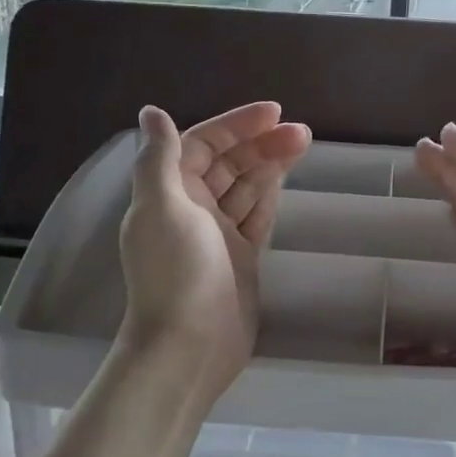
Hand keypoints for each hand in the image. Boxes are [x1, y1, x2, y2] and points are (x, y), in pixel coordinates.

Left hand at [119, 102, 310, 398]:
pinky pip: (257, 215)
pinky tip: (286, 177)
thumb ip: (159, 158)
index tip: (274, 112)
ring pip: (246, 187)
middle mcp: (191, 208)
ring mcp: (218, 234)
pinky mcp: (241, 257)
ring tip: (303, 143)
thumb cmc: (176, 272)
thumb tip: (152, 111)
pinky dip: (270, 194)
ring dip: (270, 164)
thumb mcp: (161, 207)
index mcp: (169, 192)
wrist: (190, 345)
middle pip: (228, 163)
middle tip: (301, 132)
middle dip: (260, 143)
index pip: (202, 144)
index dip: (235, 125)